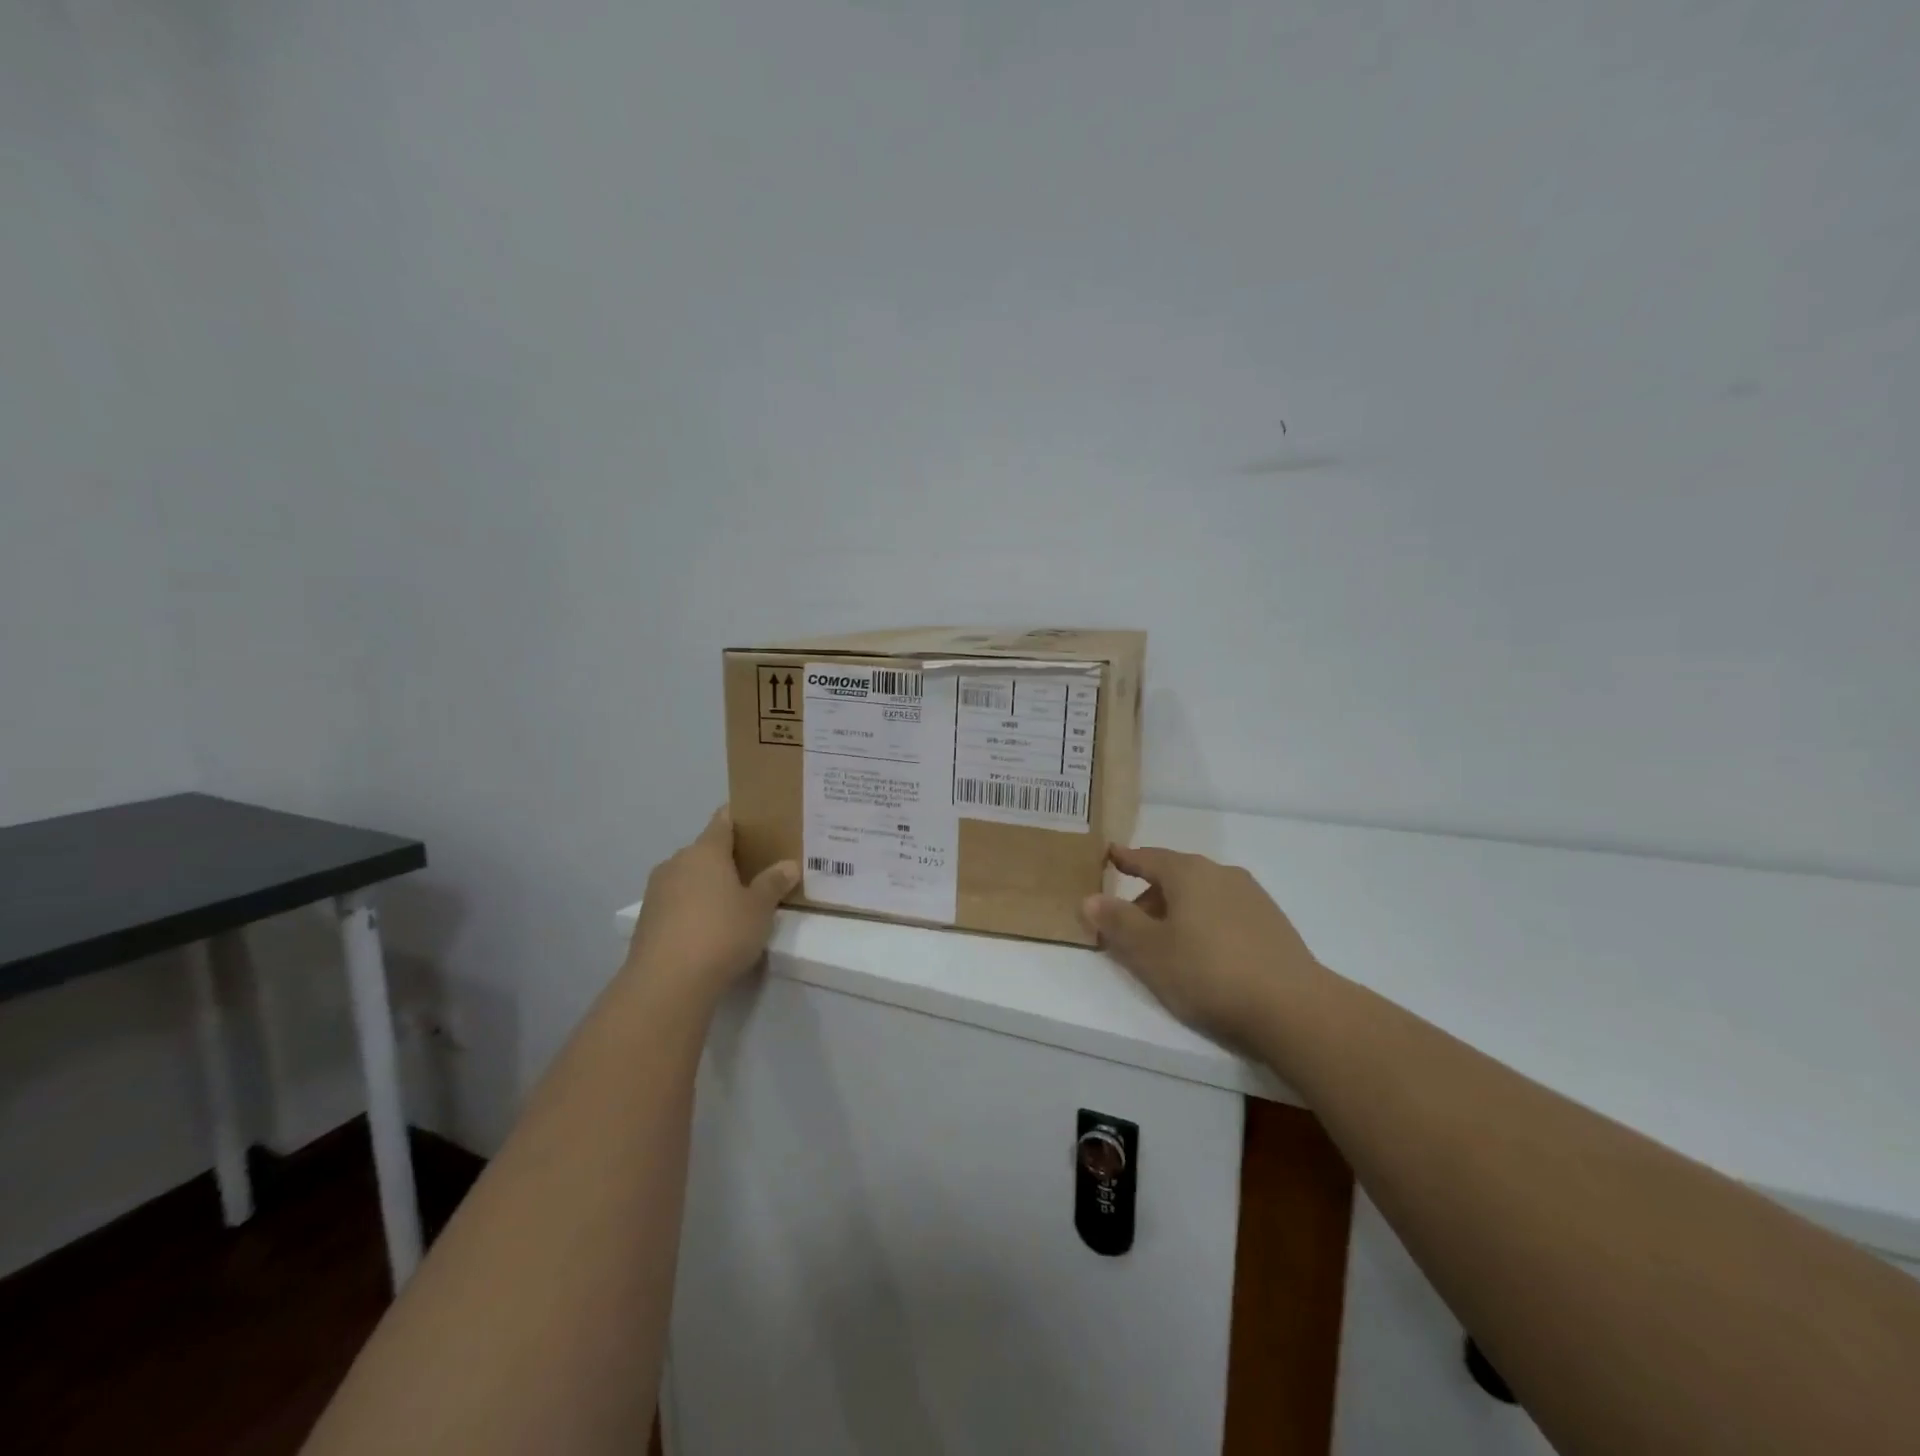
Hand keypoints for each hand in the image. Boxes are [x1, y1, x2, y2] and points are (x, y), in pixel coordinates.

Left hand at [624, 807, 798, 1007]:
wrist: (666, 983)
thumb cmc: (721, 933)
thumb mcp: (759, 909)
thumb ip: (773, 883)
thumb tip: (788, 865)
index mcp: (705, 851)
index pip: (723, 820)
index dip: (740, 818)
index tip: (758, 823)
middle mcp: (677, 862)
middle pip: (705, 850)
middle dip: (727, 858)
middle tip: (756, 869)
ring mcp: (657, 891)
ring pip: (689, 877)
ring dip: (708, 885)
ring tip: (734, 902)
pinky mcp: (647, 920)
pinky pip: (677, 902)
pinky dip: (693, 908)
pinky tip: (710, 928)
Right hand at [1080, 844, 1328, 1046]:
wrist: (1293, 1008)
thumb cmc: (1208, 972)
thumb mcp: (1149, 951)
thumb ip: (1117, 922)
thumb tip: (1089, 898)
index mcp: (1189, 873)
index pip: (1148, 858)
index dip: (1126, 859)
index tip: (1110, 856)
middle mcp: (1221, 874)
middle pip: (1175, 877)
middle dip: (1150, 895)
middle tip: (1129, 923)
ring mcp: (1252, 897)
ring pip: (1202, 896)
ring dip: (1178, 912)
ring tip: (1166, 944)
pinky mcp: (1273, 924)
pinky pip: (1225, 913)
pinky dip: (1205, 923)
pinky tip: (1205, 955)